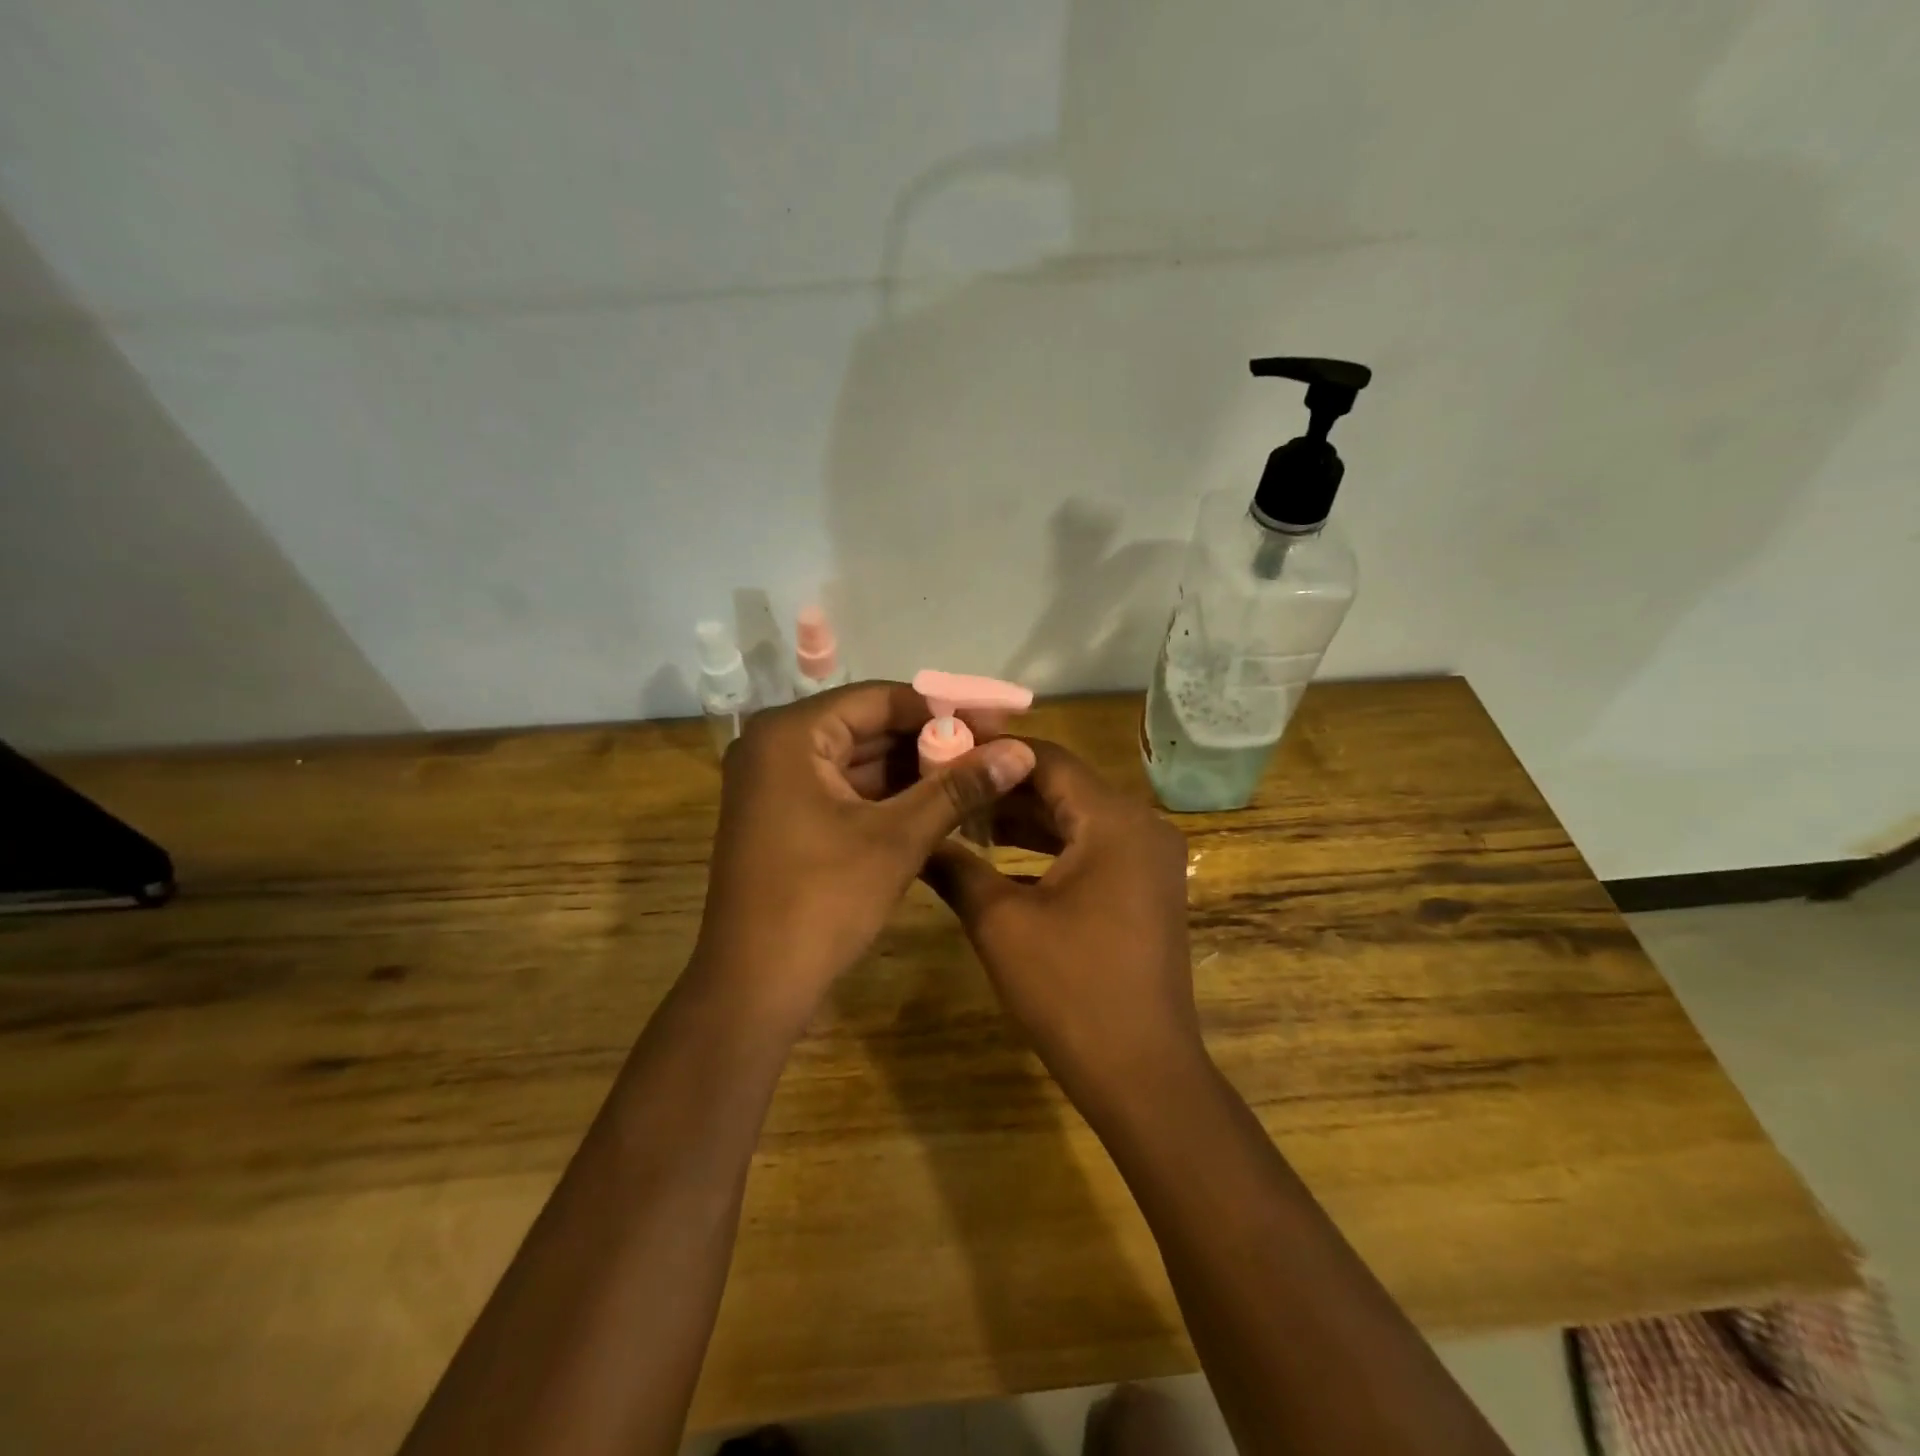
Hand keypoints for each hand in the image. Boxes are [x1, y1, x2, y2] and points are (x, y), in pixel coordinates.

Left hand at [692, 681, 1035, 1029]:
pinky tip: (938, 803)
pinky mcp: (783, 816)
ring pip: (858, 761)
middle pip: (868, 727)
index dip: (944, 708)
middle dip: (931, 741)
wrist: (753, 988)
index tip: (997, 720)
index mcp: (791, 734)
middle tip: (993, 750)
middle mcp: (776, 746)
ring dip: (914, 770)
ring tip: (976, 776)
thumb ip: (958, 788)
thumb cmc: (822, 901)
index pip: (879, 699)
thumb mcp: (897, 839)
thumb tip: (1021, 752)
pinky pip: (844, 789)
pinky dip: (888, 796)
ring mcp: (775, 783)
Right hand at [922, 740, 1201, 1097]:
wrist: (1143, 1073)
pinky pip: (1092, 847)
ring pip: (1077, 817)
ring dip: (1024, 817)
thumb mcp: (1001, 923)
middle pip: (1064, 785)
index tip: (942, 751)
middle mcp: (1142, 826)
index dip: (992, 751)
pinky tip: (1000, 854)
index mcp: (1115, 821)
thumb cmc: (1071, 991)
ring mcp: (1149, 859)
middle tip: (944, 783)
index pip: (1047, 759)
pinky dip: (1049, 846)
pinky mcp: (1146, 887)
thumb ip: (956, 867)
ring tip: (963, 814)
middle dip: (1003, 785)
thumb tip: (915, 836)